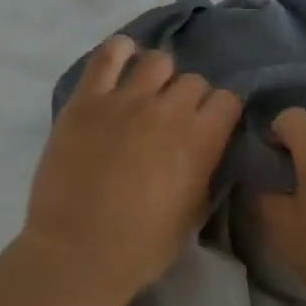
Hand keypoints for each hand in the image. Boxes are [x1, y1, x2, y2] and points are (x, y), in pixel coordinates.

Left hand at [22, 35, 242, 305]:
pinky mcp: (87, 100)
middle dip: (189, 98)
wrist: (78, 253)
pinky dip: (120, 52)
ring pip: (157, 61)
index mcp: (201, 139)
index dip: (221, 113)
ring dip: (158, 77)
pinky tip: (121, 63)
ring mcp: (125, 99)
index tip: (211, 126)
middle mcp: (169, 109)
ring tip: (146, 95)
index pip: (228, 99)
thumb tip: (207, 147)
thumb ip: (206, 169)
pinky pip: (109, 55)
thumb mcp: (194, 213)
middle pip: (193, 80)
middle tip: (173, 120)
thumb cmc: (142, 246)